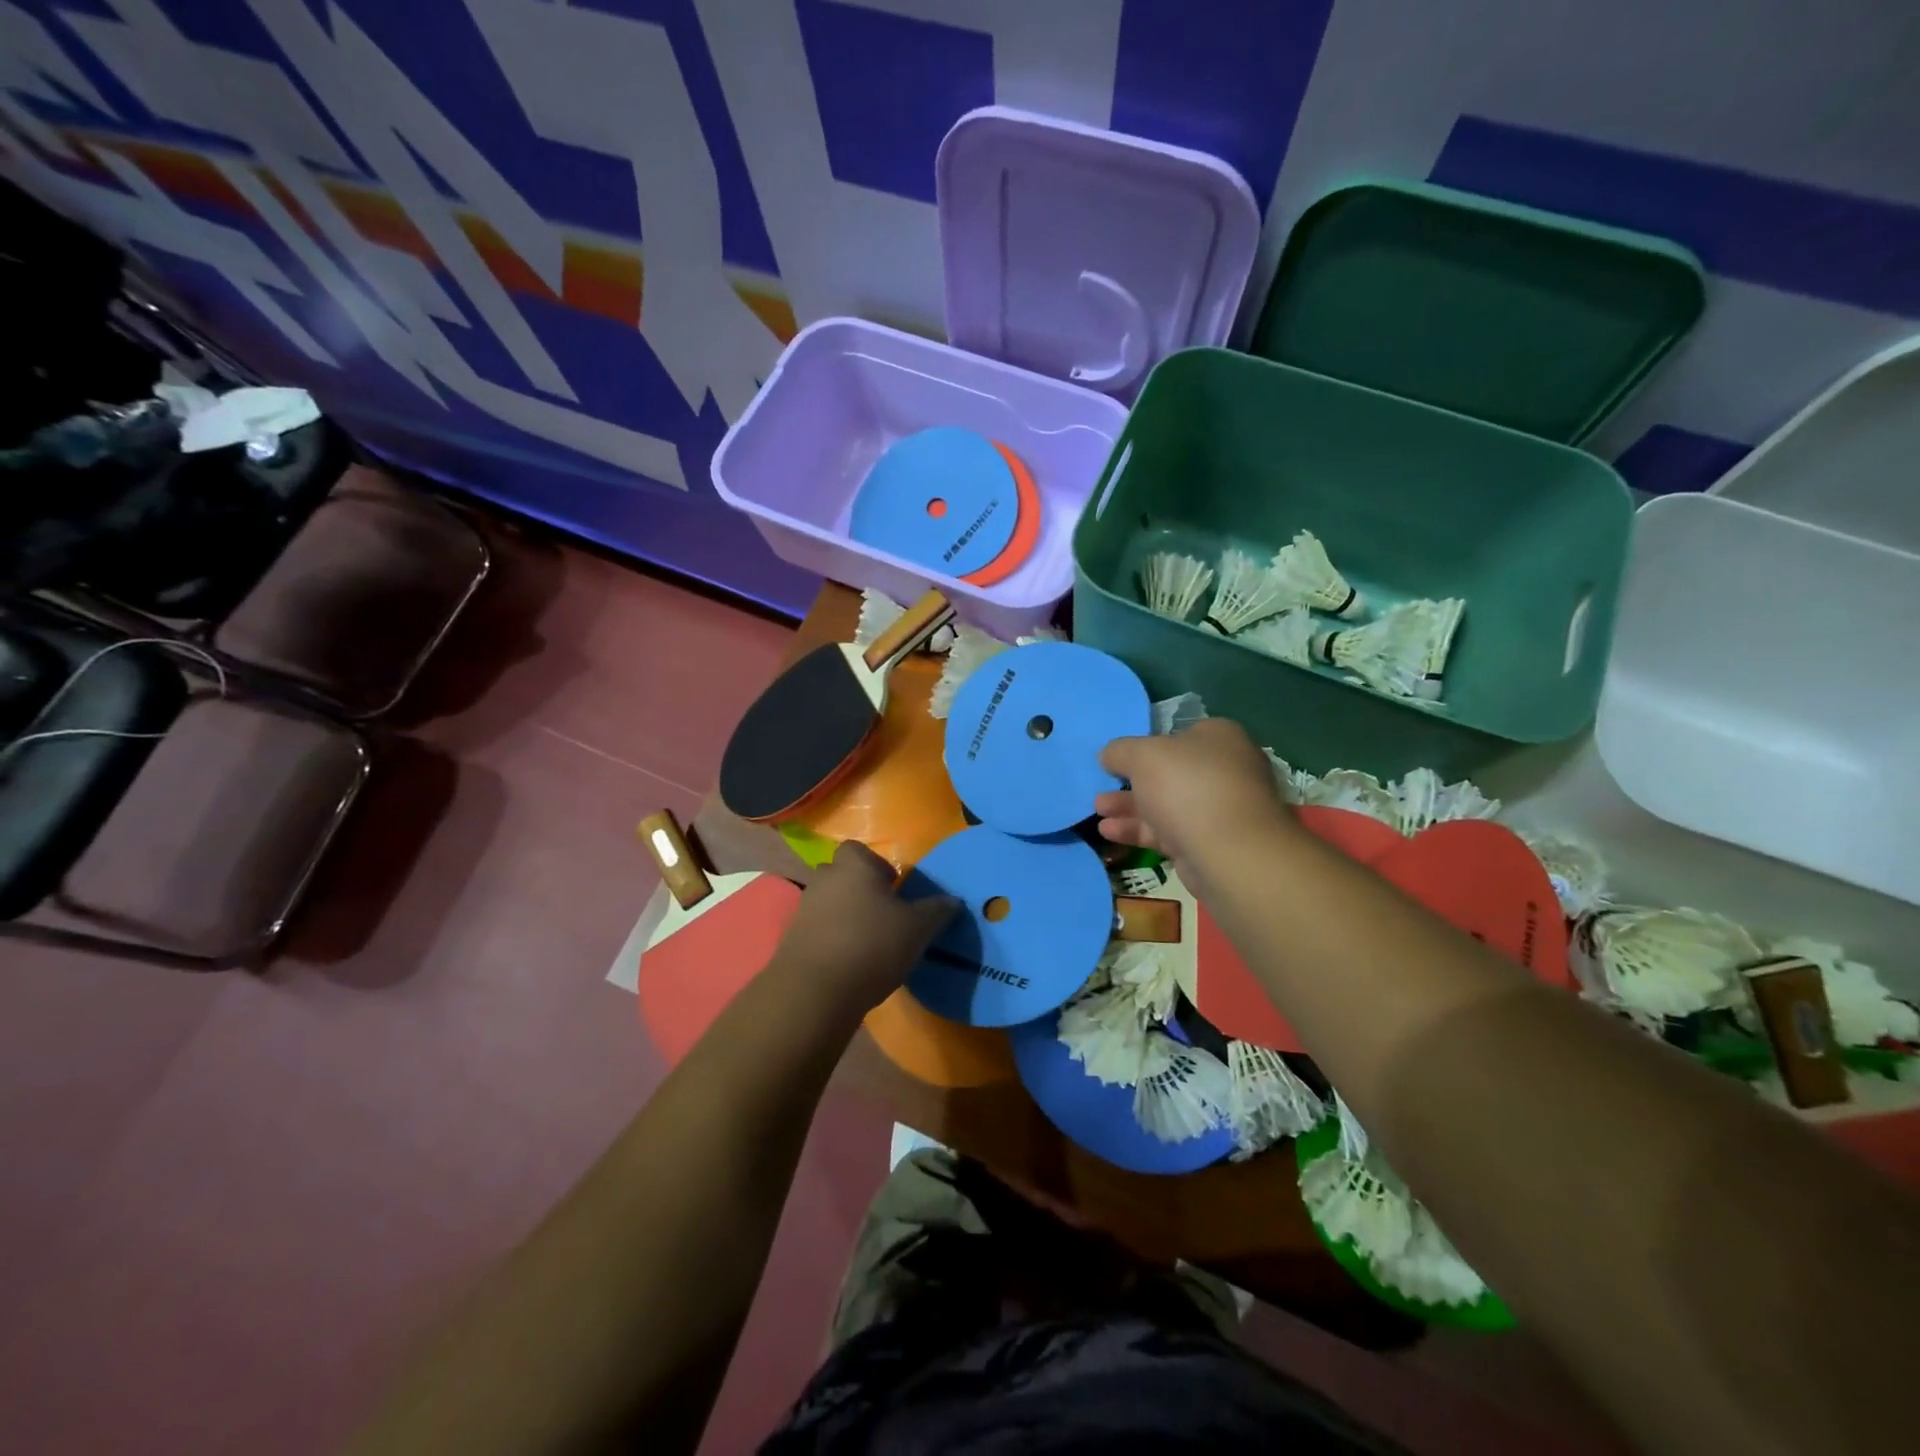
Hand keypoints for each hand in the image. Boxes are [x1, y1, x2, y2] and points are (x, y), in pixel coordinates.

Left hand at [768, 841, 957, 1016]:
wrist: (816, 990)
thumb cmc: (872, 945)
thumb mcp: (917, 928)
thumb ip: (937, 910)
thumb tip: (953, 900)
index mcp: (853, 866)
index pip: (858, 850)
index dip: (875, 865)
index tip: (892, 888)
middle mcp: (823, 880)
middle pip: (841, 875)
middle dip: (858, 890)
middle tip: (882, 915)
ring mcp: (802, 909)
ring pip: (827, 903)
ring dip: (843, 916)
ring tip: (866, 942)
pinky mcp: (791, 940)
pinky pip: (816, 930)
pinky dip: (830, 940)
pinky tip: (847, 962)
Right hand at [1095, 718, 1291, 864]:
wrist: (1228, 852)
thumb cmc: (1187, 786)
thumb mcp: (1142, 755)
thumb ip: (1120, 751)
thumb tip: (1109, 755)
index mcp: (1219, 738)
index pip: (1180, 735)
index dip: (1148, 744)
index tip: (1120, 758)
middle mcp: (1225, 770)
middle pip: (1170, 773)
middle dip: (1132, 782)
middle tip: (1103, 786)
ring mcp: (1219, 810)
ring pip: (1166, 804)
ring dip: (1130, 807)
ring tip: (1098, 810)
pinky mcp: (1209, 844)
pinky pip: (1168, 832)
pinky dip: (1139, 830)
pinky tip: (1109, 832)